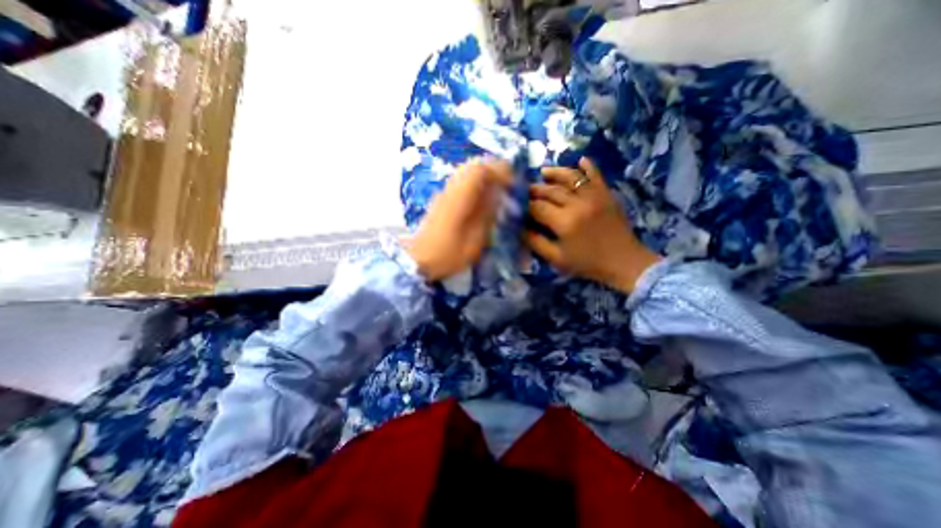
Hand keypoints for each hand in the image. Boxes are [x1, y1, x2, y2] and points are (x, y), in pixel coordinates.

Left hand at [405, 159, 507, 282]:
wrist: (418, 260)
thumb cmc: (448, 254)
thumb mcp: (474, 241)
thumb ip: (487, 216)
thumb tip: (499, 196)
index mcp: (459, 199)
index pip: (479, 171)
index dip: (499, 172)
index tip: (512, 183)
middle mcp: (450, 190)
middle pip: (472, 166)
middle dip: (493, 170)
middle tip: (507, 183)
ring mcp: (444, 193)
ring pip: (466, 172)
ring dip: (484, 176)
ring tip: (497, 190)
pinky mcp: (442, 199)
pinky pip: (461, 182)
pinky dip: (475, 183)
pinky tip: (481, 198)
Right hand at [522, 158, 659, 293]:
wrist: (624, 262)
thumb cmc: (587, 264)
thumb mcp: (557, 259)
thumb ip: (536, 242)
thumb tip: (519, 229)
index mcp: (564, 222)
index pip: (537, 207)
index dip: (524, 205)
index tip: (517, 205)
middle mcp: (577, 204)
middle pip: (550, 191)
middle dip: (535, 189)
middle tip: (524, 189)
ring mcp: (594, 196)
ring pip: (570, 178)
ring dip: (555, 173)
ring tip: (543, 172)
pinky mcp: (606, 194)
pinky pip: (596, 175)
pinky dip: (588, 166)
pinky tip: (580, 160)